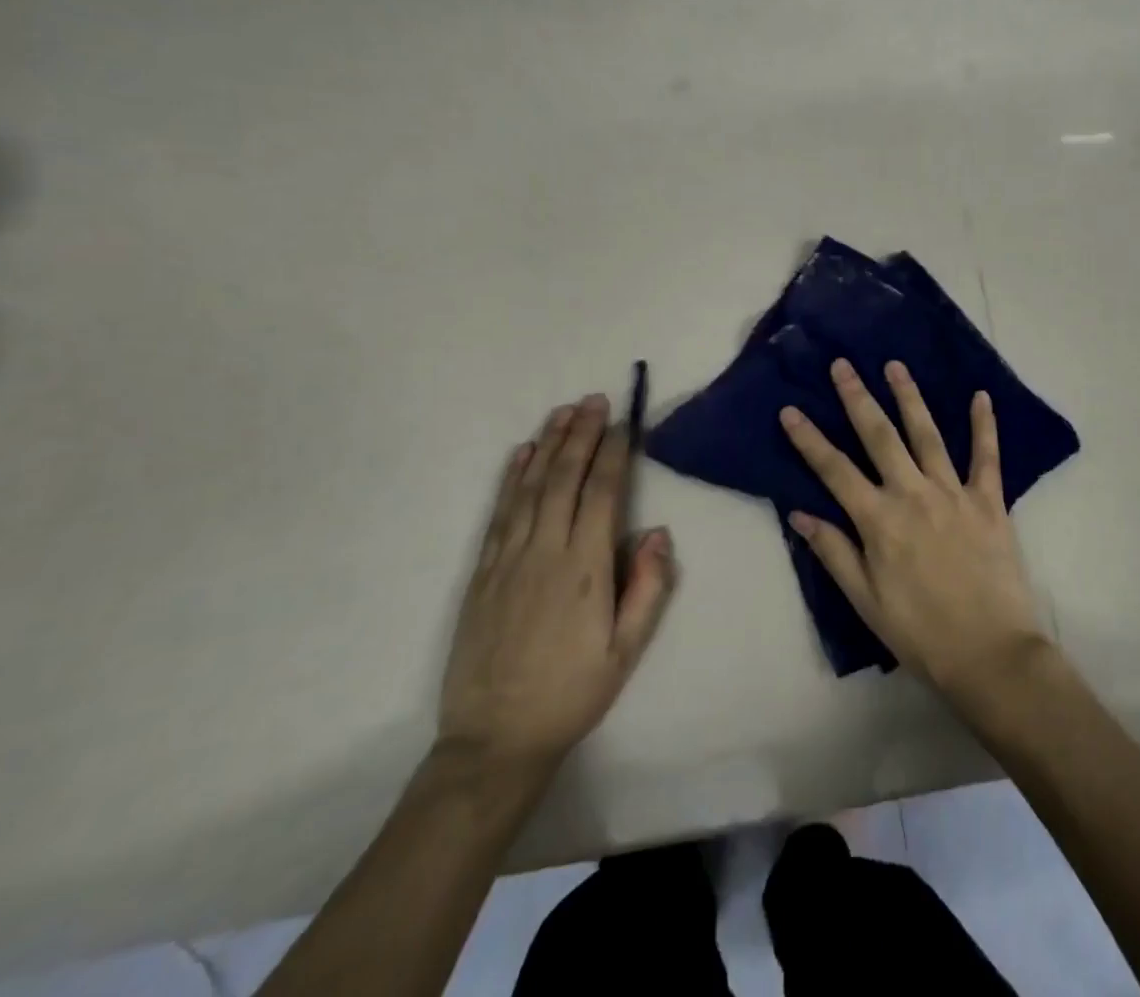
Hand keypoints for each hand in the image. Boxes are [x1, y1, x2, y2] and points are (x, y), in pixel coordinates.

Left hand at [438, 395, 674, 773]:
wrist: (494, 740)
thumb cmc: (572, 693)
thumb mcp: (626, 651)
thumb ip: (648, 588)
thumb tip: (657, 531)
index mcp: (585, 569)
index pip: (601, 493)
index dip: (613, 453)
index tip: (622, 421)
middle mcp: (544, 552)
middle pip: (564, 478)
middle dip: (581, 434)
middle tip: (594, 399)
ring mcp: (507, 560)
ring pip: (530, 487)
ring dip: (548, 444)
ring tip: (563, 411)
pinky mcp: (482, 572)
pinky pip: (499, 512)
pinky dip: (512, 477)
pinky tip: (522, 453)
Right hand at [780, 359, 1048, 706]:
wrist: (990, 654)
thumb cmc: (920, 633)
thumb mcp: (865, 601)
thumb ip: (833, 552)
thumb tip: (798, 513)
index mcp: (878, 520)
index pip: (834, 470)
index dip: (809, 439)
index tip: (791, 410)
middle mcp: (913, 494)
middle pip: (879, 437)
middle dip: (858, 398)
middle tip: (842, 365)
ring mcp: (953, 493)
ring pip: (927, 435)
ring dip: (909, 397)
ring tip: (895, 366)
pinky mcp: (989, 501)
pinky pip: (987, 456)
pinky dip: (984, 425)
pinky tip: (981, 396)